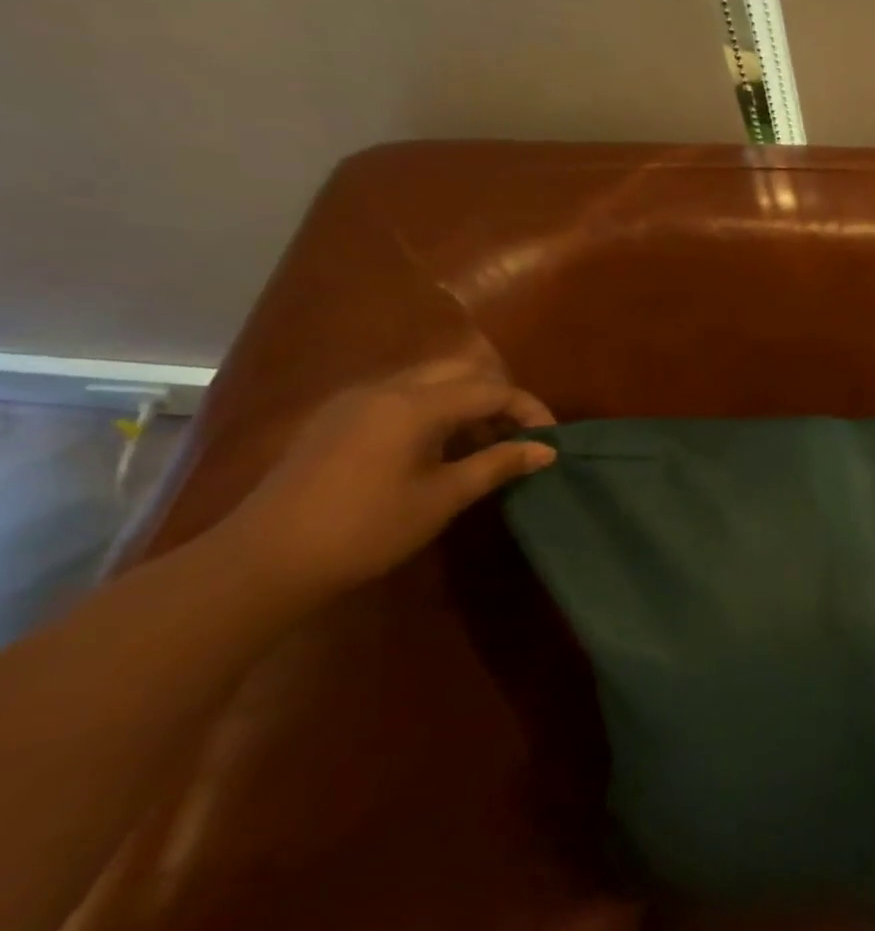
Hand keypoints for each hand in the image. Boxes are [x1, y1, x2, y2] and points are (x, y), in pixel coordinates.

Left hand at [219, 352, 557, 597]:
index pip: (491, 389)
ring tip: (484, 445)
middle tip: (517, 436)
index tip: (550, 439)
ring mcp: (354, 401)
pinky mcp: (336, 419)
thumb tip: (545, 450)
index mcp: (414, 404)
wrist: (267, 558)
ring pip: (428, 381)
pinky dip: (433, 411)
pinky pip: (399, 397)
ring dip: (465, 404)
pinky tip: (437, 449)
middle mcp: (384, 389)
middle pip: (459, 372)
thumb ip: (498, 465)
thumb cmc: (368, 527)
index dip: (529, 409)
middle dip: (498, 398)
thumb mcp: (444, 497)